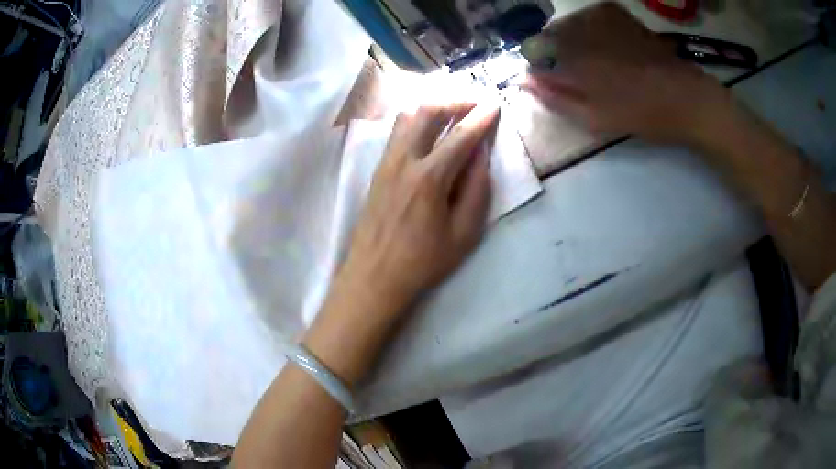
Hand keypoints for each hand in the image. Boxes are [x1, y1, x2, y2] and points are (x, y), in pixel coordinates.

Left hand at [340, 103, 500, 314]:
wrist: (374, 275)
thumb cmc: (423, 261)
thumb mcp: (464, 234)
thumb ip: (477, 189)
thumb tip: (482, 154)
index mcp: (430, 179)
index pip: (461, 136)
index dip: (481, 117)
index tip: (495, 103)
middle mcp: (404, 161)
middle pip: (427, 111)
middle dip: (455, 99)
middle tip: (474, 102)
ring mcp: (386, 162)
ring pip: (407, 115)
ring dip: (432, 104)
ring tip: (453, 108)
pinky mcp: (378, 168)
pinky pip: (397, 130)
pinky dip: (415, 118)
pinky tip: (428, 125)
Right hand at [521, 2, 731, 143]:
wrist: (687, 96)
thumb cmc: (644, 114)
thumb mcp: (598, 118)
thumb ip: (558, 99)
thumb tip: (526, 82)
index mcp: (574, 57)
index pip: (535, 55)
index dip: (535, 68)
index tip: (543, 81)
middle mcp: (582, 31)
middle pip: (547, 36)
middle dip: (550, 53)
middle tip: (569, 74)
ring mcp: (600, 19)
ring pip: (566, 24)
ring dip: (567, 40)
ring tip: (586, 62)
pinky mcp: (616, 15)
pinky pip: (587, 16)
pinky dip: (584, 27)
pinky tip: (598, 43)